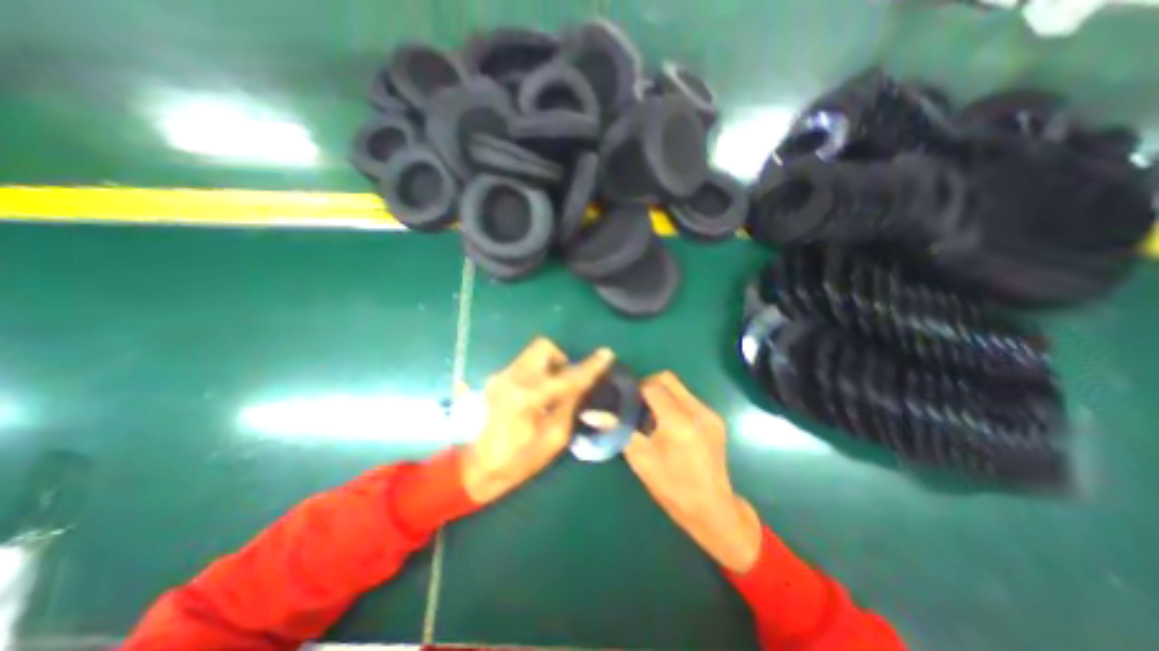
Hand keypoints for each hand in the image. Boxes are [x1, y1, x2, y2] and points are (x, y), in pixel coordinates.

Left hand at [459, 339, 613, 504]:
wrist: (475, 467)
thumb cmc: (517, 460)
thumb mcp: (553, 439)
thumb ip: (569, 406)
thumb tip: (581, 385)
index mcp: (527, 398)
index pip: (567, 377)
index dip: (590, 367)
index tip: (606, 354)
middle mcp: (512, 378)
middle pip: (544, 347)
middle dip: (561, 359)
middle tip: (566, 380)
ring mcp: (501, 375)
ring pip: (533, 354)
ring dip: (549, 365)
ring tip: (551, 390)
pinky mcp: (496, 378)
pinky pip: (524, 364)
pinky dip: (537, 372)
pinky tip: (536, 395)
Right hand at [620, 372, 766, 574]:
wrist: (712, 509)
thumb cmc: (671, 486)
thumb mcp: (640, 458)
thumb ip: (617, 429)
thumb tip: (589, 414)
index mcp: (677, 420)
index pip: (652, 386)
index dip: (635, 389)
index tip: (624, 400)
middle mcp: (696, 410)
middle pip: (668, 379)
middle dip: (649, 385)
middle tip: (637, 404)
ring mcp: (709, 414)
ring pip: (679, 388)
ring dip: (662, 394)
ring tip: (653, 418)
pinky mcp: (716, 420)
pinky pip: (689, 400)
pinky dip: (675, 404)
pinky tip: (670, 426)